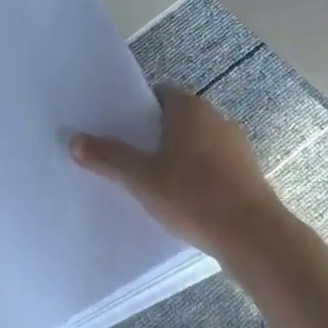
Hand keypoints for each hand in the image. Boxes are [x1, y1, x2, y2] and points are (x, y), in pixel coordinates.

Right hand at [72, 85, 288, 261]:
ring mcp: (237, 144)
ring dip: (181, 154)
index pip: (161, 92)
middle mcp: (216, 117)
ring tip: (158, 179)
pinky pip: (216, 163)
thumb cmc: (193, 194)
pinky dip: (201, 172)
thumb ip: (109, 157)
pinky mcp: (249, 171)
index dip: (140, 107)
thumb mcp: (142, 178)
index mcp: (190, 108)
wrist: (253, 235)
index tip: (123, 127)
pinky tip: (188, 198)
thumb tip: (74, 140)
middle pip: (179, 116)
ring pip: (199, 140)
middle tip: (134, 154)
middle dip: (158, 132)